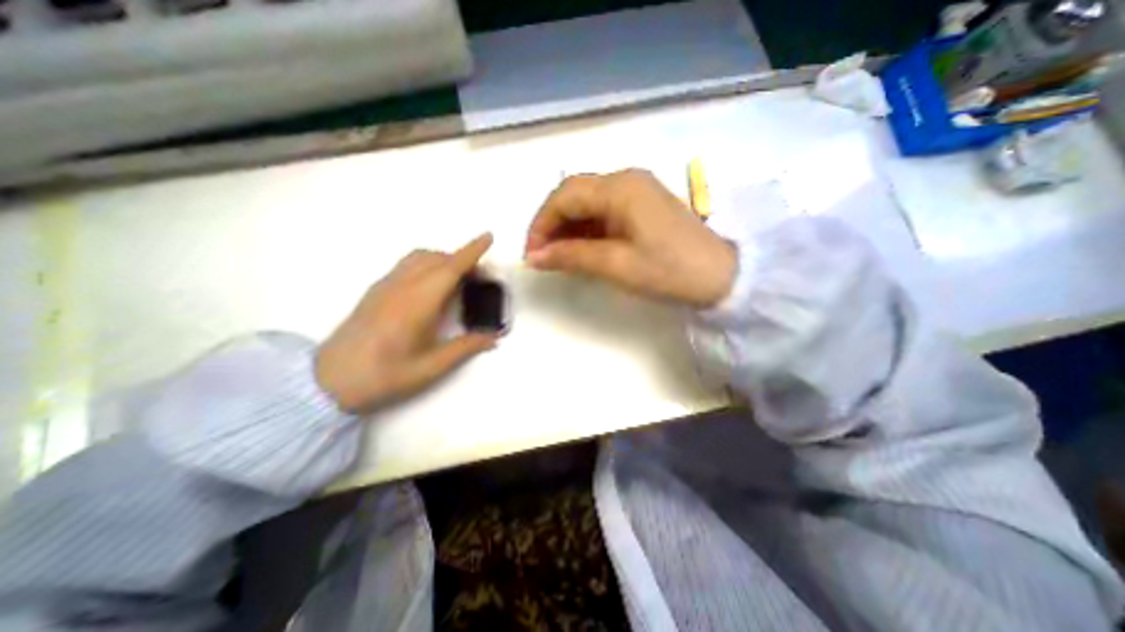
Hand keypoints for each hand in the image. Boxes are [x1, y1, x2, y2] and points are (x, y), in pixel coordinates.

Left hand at [311, 236, 494, 410]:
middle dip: (462, 258)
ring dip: (443, 259)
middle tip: (480, 277)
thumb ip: (465, 348)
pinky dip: (427, 264)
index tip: (488, 237)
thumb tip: (494, 338)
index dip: (471, 251)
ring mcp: (386, 286)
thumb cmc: (384, 375)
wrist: (329, 380)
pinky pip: (407, 265)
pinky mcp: (376, 290)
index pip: (450, 268)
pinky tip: (432, 286)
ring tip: (458, 279)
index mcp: (418, 303)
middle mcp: (402, 286)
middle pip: (437, 258)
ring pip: (419, 258)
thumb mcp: (431, 367)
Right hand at [525, 167, 738, 305]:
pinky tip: (582, 249)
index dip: (542, 224)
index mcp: (620, 187)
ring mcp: (636, 191)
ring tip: (558, 257)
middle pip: (574, 194)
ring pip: (588, 203)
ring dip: (568, 228)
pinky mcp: (642, 206)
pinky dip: (587, 229)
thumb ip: (572, 257)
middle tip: (542, 256)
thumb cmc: (669, 270)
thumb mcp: (616, 265)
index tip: (532, 254)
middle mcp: (626, 179)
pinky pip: (604, 211)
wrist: (720, 276)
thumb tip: (534, 257)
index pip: (564, 196)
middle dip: (552, 224)